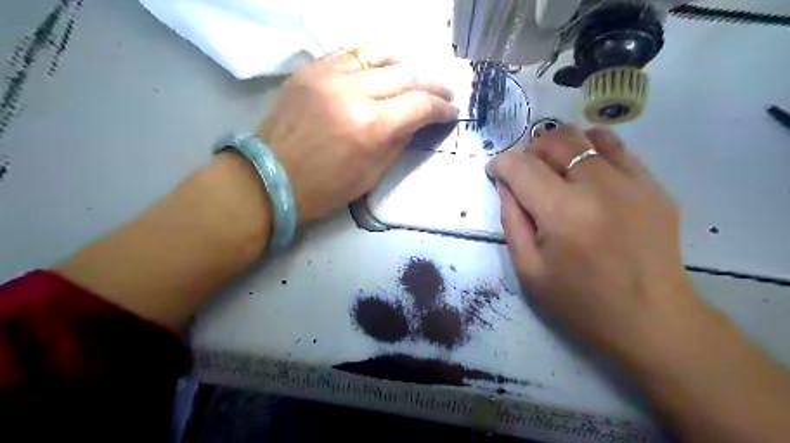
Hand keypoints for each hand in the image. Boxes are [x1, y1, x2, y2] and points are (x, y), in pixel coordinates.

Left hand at [259, 48, 456, 221]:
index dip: (442, 107)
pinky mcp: (310, 70)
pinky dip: (371, 60)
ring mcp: (328, 76)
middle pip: (407, 75)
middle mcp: (354, 92)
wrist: (270, 179)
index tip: (451, 111)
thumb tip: (415, 122)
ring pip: (379, 54)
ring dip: (404, 64)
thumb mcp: (371, 174)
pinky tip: (379, 69)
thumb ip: (398, 142)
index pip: (420, 105)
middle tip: (444, 92)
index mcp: (371, 126)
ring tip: (414, 76)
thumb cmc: (324, 189)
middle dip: (433, 84)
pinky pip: (349, 54)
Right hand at [489, 124, 695, 358]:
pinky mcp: (654, 187)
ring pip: (587, 136)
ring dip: (561, 146)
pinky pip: (619, 149)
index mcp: (562, 212)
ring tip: (555, 168)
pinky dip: (594, 149)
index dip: (500, 163)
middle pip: (555, 140)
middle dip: (529, 150)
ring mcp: (632, 183)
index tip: (494, 171)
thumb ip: (512, 221)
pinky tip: (587, 170)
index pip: (520, 167)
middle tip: (524, 173)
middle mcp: (598, 186)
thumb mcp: (529, 270)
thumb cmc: (580, 303)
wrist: (652, 322)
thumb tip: (506, 186)